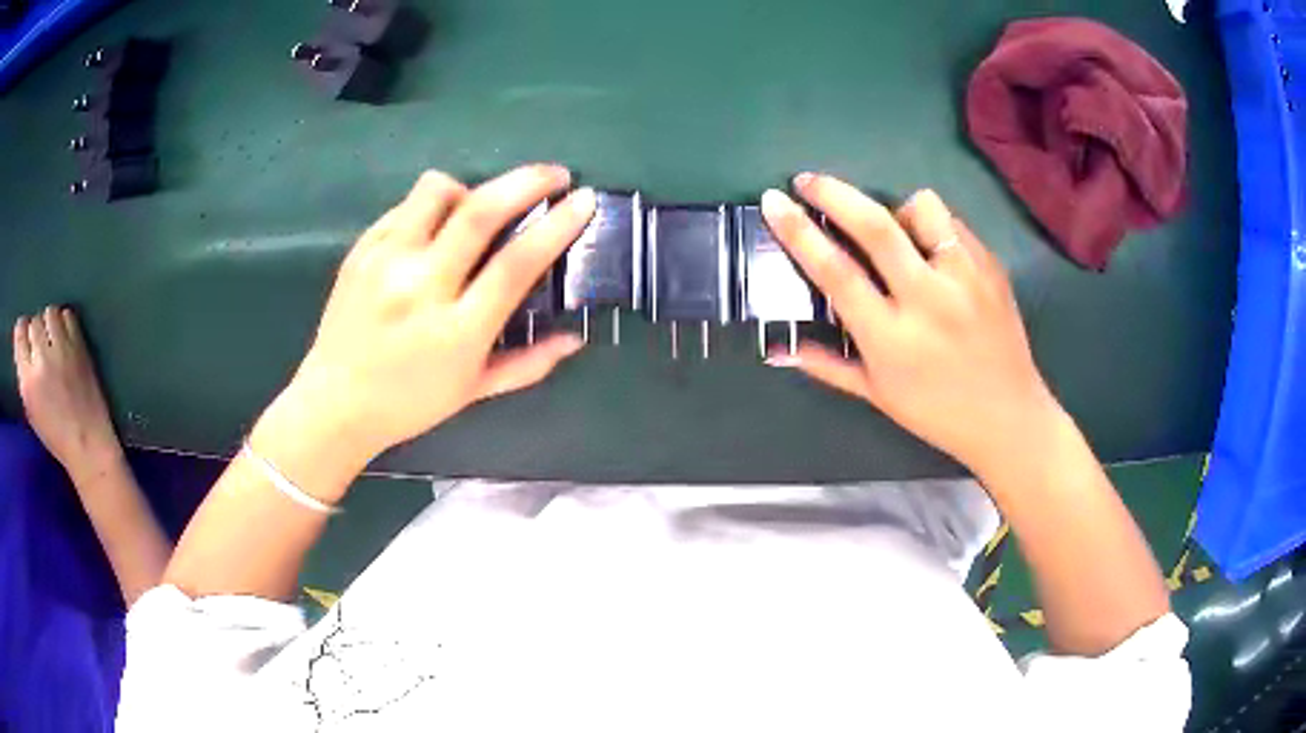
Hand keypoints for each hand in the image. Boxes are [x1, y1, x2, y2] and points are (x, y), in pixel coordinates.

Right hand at [12, 306, 126, 482]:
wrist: (88, 445)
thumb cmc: (57, 436)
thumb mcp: (31, 410)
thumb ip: (25, 375)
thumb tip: (24, 346)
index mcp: (27, 381)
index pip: (20, 334)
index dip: (23, 333)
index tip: (27, 339)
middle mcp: (41, 359)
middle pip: (34, 322)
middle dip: (37, 331)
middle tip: (42, 346)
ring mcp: (60, 349)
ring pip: (50, 312)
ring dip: (50, 323)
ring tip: (53, 339)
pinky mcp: (78, 344)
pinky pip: (67, 315)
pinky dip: (65, 321)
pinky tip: (66, 337)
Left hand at [280, 165, 594, 462]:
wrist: (335, 404)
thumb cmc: (410, 403)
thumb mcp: (474, 392)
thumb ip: (529, 364)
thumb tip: (575, 338)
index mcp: (457, 330)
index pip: (516, 263)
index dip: (557, 226)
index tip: (584, 200)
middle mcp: (420, 288)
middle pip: (479, 212)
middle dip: (527, 181)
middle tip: (555, 174)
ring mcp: (385, 264)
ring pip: (435, 192)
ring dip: (468, 188)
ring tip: (475, 206)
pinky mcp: (360, 251)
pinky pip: (403, 208)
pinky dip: (429, 208)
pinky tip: (432, 230)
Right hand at [761, 173, 1062, 477]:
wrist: (1008, 417)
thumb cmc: (937, 412)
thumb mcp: (878, 396)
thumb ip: (827, 365)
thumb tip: (777, 348)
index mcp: (892, 338)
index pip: (836, 272)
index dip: (799, 232)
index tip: (773, 201)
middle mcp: (928, 300)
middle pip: (875, 226)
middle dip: (834, 193)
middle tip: (807, 180)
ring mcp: (966, 279)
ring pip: (923, 209)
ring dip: (897, 209)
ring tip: (897, 231)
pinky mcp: (992, 268)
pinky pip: (953, 225)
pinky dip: (934, 229)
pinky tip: (934, 253)